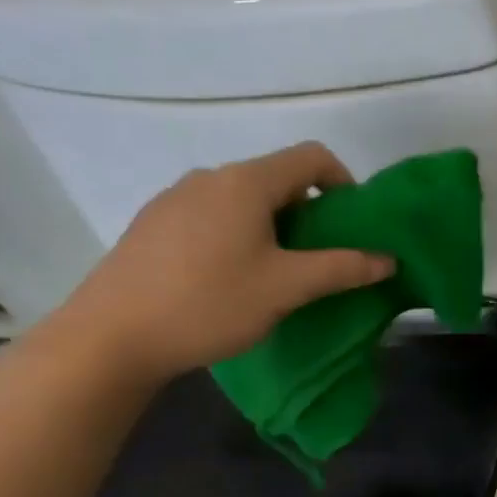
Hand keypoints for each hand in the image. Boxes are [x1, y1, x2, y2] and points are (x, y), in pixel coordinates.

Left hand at [52, 142, 392, 381]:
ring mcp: (174, 200)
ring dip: (276, 226)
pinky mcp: (153, 225)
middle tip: (323, 258)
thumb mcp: (288, 287)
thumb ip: (344, 268)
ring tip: (280, 272)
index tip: (354, 225)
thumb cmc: (209, 303)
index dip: (345, 183)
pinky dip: (241, 235)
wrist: (108, 339)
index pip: (312, 158)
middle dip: (312, 213)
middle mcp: (209, 179)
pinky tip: (233, 279)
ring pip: (245, 200)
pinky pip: (214, 216)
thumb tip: (388, 260)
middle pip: (278, 178)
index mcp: (244, 183)